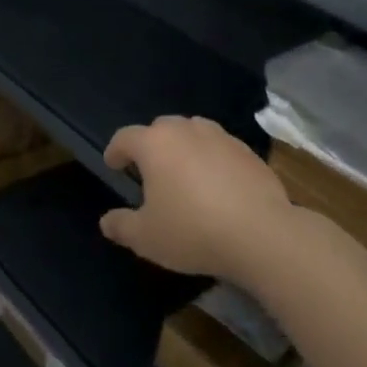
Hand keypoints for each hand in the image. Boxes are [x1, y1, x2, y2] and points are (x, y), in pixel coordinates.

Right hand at [98, 116, 292, 282]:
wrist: (260, 234)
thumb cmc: (192, 231)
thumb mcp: (146, 238)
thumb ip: (121, 226)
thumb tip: (106, 221)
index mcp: (155, 144)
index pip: (125, 137)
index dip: (115, 151)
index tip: (113, 165)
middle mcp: (186, 130)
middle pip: (160, 128)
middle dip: (150, 145)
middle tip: (149, 171)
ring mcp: (220, 137)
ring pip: (193, 132)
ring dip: (183, 147)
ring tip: (184, 173)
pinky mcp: (247, 151)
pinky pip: (220, 147)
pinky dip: (211, 158)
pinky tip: (216, 184)